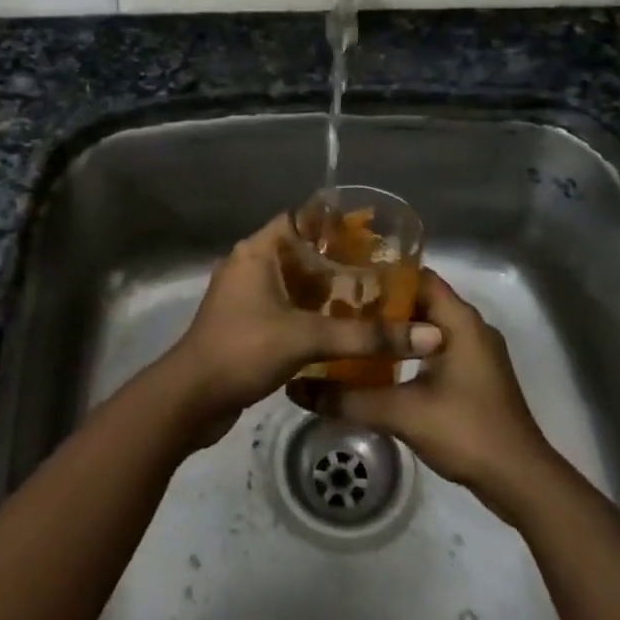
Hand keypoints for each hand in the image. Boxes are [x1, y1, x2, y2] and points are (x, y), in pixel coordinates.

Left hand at [158, 213, 443, 447]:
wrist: (190, 399)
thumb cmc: (243, 350)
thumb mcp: (307, 338)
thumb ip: (366, 337)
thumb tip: (428, 337)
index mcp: (257, 252)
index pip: (300, 220)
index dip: (334, 223)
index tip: (372, 233)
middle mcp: (248, 266)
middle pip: (299, 251)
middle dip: (337, 260)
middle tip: (380, 269)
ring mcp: (244, 297)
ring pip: (292, 282)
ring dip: (324, 289)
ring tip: (369, 296)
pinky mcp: (245, 324)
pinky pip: (284, 307)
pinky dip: (310, 311)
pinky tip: (340, 327)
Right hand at [289, 268, 554, 510]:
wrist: (520, 480)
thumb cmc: (466, 430)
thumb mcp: (401, 413)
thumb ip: (348, 399)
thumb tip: (296, 388)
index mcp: (459, 320)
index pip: (417, 276)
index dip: (381, 274)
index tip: (343, 278)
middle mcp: (470, 327)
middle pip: (420, 301)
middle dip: (380, 304)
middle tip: (336, 306)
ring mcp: (475, 353)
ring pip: (427, 328)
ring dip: (393, 331)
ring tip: (350, 333)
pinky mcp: (474, 376)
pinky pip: (435, 349)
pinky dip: (408, 352)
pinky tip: (377, 366)